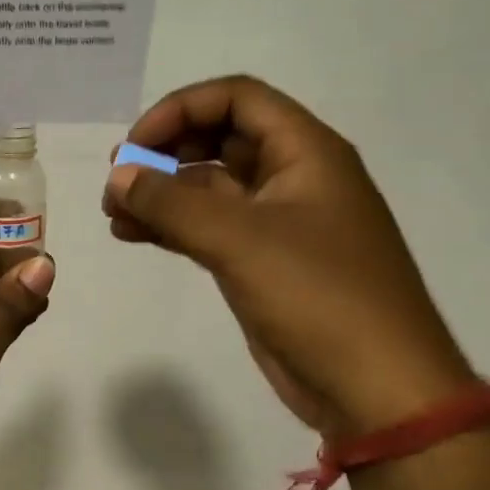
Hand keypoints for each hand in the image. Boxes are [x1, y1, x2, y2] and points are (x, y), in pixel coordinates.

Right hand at [104, 76, 474, 436]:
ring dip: (160, 192)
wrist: (376, 389)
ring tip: (113, 212)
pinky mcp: (260, 262)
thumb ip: (172, 203)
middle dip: (164, 151)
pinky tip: (130, 234)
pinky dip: (169, 226)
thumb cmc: (319, 297)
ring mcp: (276, 223)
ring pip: (207, 187)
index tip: (136, 145)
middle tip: (119, 178)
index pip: (237, 99)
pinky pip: (206, 227)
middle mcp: (292, 178)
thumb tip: (118, 176)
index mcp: (306, 153)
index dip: (181, 110)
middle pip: (218, 138)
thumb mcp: (240, 240)